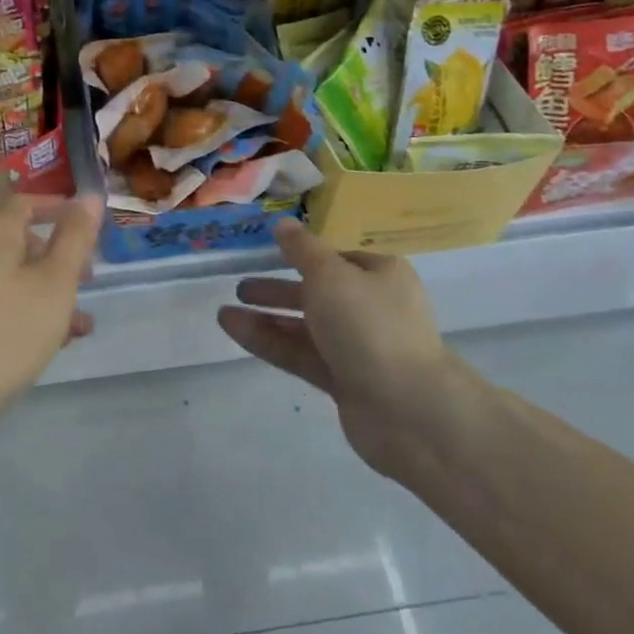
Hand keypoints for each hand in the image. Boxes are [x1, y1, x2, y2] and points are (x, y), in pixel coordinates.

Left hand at [0, 193, 102, 412]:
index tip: (83, 225)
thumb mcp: (56, 284)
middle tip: (84, 278)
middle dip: (52, 255)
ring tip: (75, 323)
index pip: (23, 202)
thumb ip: (74, 238)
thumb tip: (88, 196)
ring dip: (40, 287)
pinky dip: (15, 305)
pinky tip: (40, 341)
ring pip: (2, 272)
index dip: (55, 208)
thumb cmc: (8, 332)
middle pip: (12, 237)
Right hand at [218, 219, 454, 480]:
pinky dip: (269, 342)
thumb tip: (283, 223)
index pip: (337, 258)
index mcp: (380, 274)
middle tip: (241, 287)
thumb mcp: (329, 274)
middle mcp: (372, 308)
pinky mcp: (344, 382)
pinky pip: (300, 355)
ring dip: (267, 318)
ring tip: (224, 312)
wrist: (409, 409)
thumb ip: (301, 249)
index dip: (304, 253)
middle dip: (279, 289)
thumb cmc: (370, 325)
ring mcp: (358, 348)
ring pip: (305, 327)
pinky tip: (234, 330)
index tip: (270, 252)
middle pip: (318, 293)